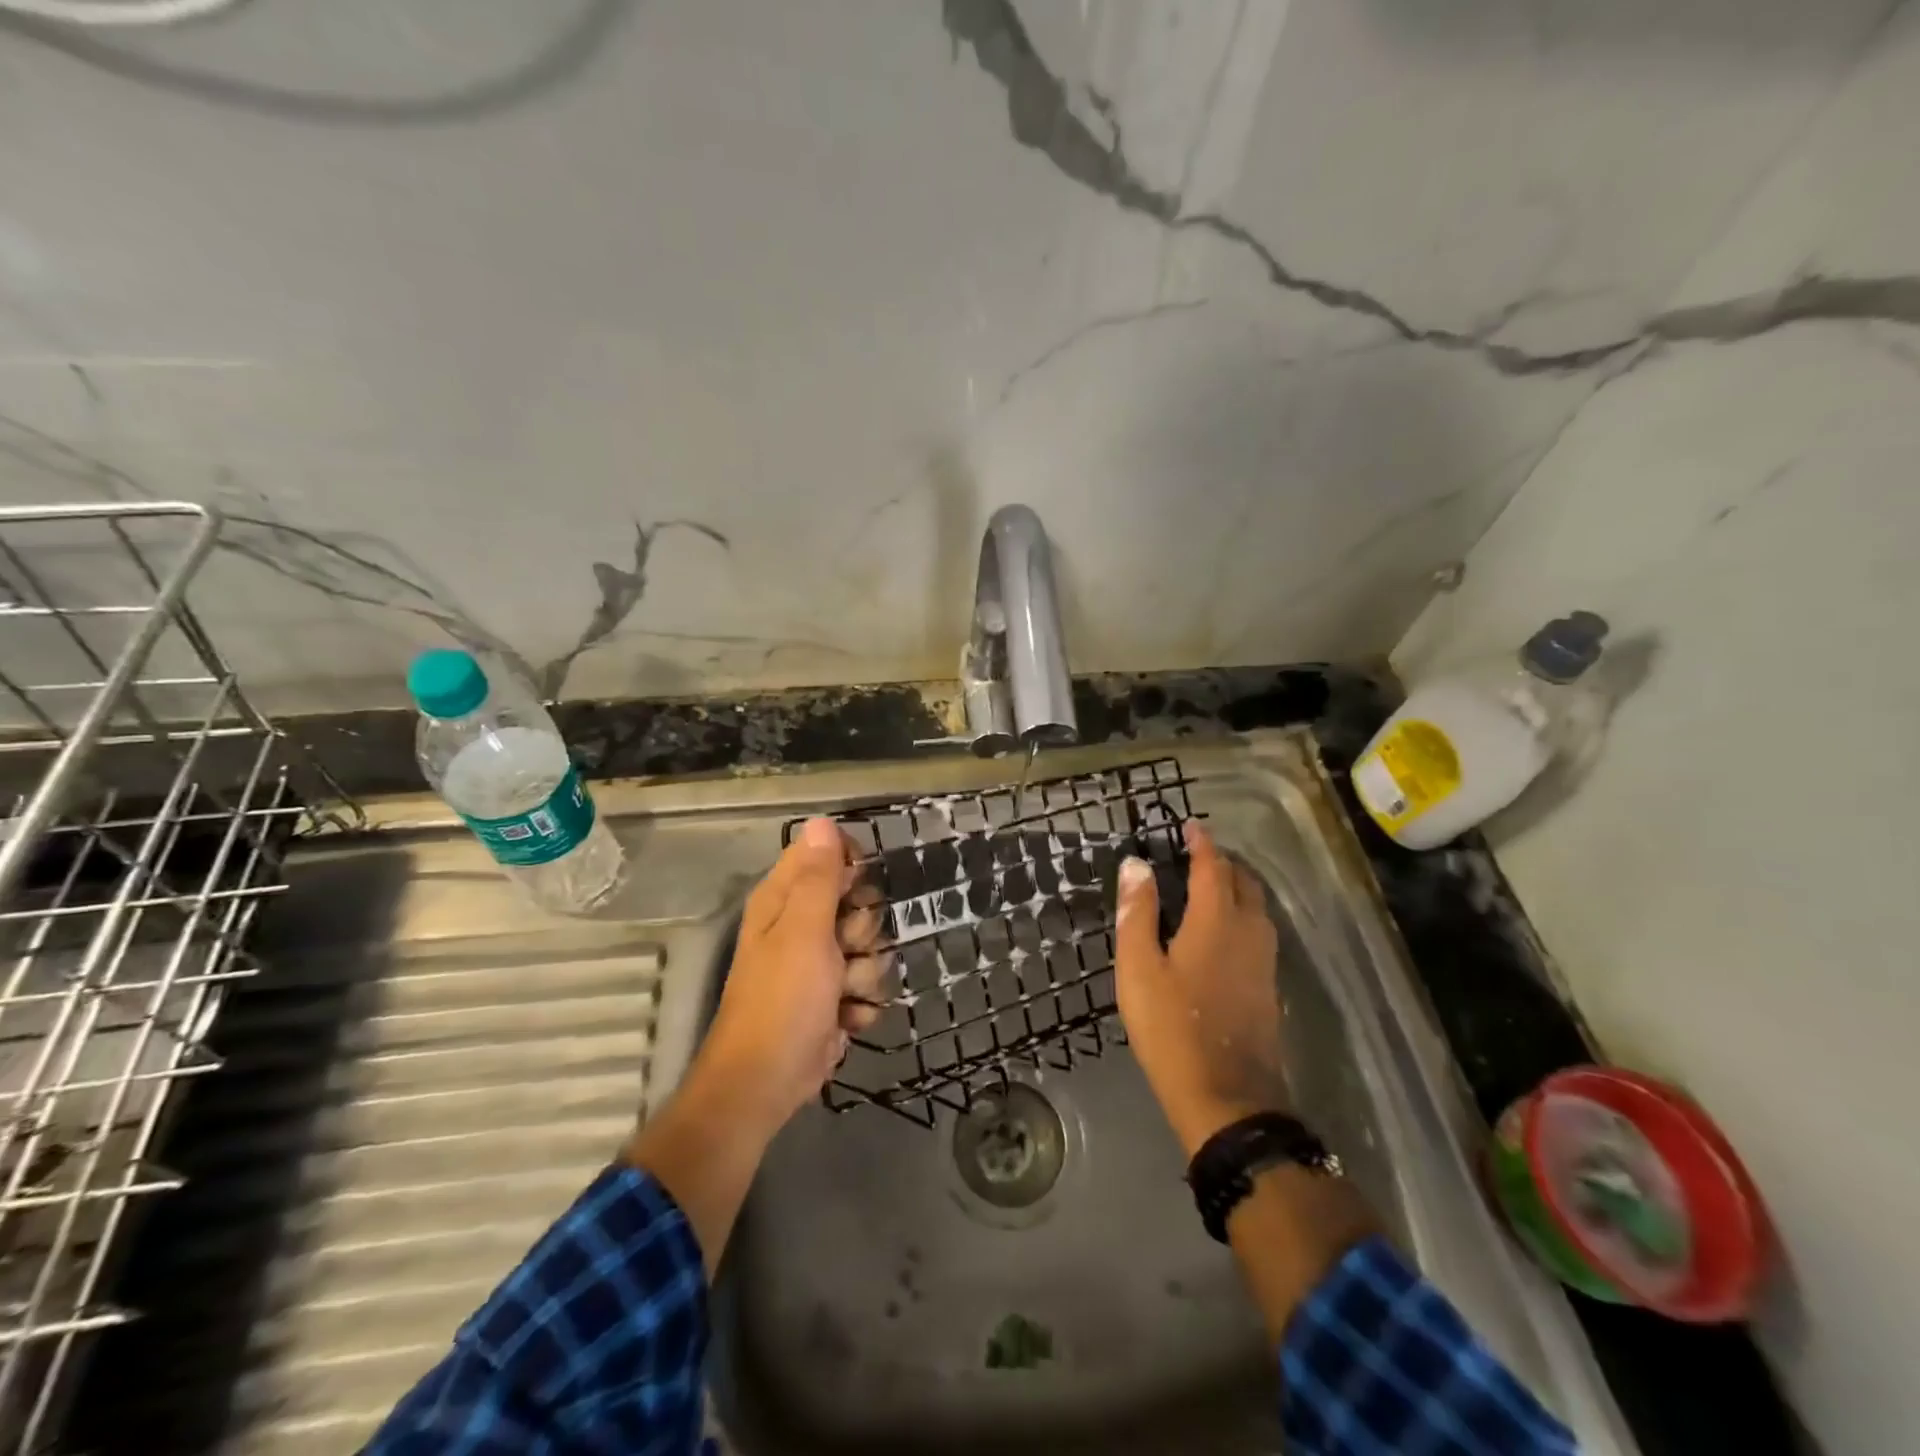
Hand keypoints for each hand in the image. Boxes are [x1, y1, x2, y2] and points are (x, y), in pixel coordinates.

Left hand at [683, 817, 887, 1136]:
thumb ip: (819, 876)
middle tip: (844, 948)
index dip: (851, 866)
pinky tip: (845, 1018)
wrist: (767, 1083)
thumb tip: (821, 820)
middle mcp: (802, 923)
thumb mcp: (804, 931)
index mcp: (785, 898)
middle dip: (864, 928)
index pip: (828, 853)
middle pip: (860, 900)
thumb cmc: (782, 1000)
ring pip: (872, 946)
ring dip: (865, 973)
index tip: (857, 889)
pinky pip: (870, 983)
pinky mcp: (835, 996)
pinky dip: (862, 1003)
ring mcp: (820, 963)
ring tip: (841, 993)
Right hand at [1115, 822, 1288, 1154]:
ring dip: (1236, 887)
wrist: (1227, 1098)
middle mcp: (1248, 932)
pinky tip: (1223, 932)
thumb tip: (1136, 864)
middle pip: (1243, 882)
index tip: (1189, 826)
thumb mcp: (1139, 968)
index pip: (1213, 867)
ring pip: (1256, 908)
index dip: (1201, 843)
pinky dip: (1242, 914)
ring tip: (1209, 886)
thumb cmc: (1172, 1028)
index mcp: (1216, 920)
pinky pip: (1258, 932)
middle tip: (1196, 854)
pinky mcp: (1267, 987)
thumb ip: (1138, 912)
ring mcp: (1264, 961)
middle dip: (1222, 862)